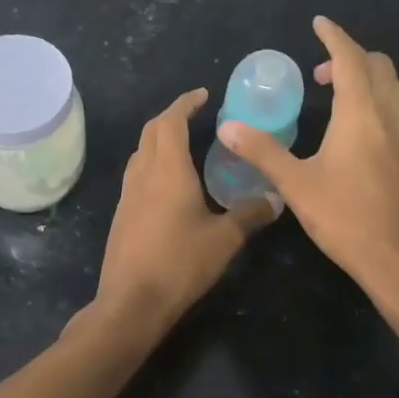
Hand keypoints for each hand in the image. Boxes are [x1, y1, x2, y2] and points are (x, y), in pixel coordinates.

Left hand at [88, 88, 279, 335]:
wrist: (131, 302)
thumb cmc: (179, 264)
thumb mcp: (224, 240)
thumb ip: (250, 215)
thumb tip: (276, 198)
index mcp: (168, 170)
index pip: (171, 121)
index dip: (185, 103)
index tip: (202, 95)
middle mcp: (143, 174)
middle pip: (152, 131)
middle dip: (172, 116)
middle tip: (196, 116)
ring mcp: (128, 194)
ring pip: (141, 152)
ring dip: (159, 140)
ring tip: (185, 145)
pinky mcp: (122, 213)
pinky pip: (137, 174)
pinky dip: (152, 163)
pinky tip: (169, 183)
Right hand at [218, 17, 398, 350]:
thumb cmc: (349, 221)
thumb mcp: (297, 186)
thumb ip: (263, 151)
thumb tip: (227, 125)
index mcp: (362, 114)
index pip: (350, 58)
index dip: (334, 36)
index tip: (319, 23)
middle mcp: (396, 116)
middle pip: (380, 66)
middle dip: (351, 59)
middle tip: (321, 75)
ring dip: (375, 81)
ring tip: (348, 101)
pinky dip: (390, 107)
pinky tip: (374, 138)